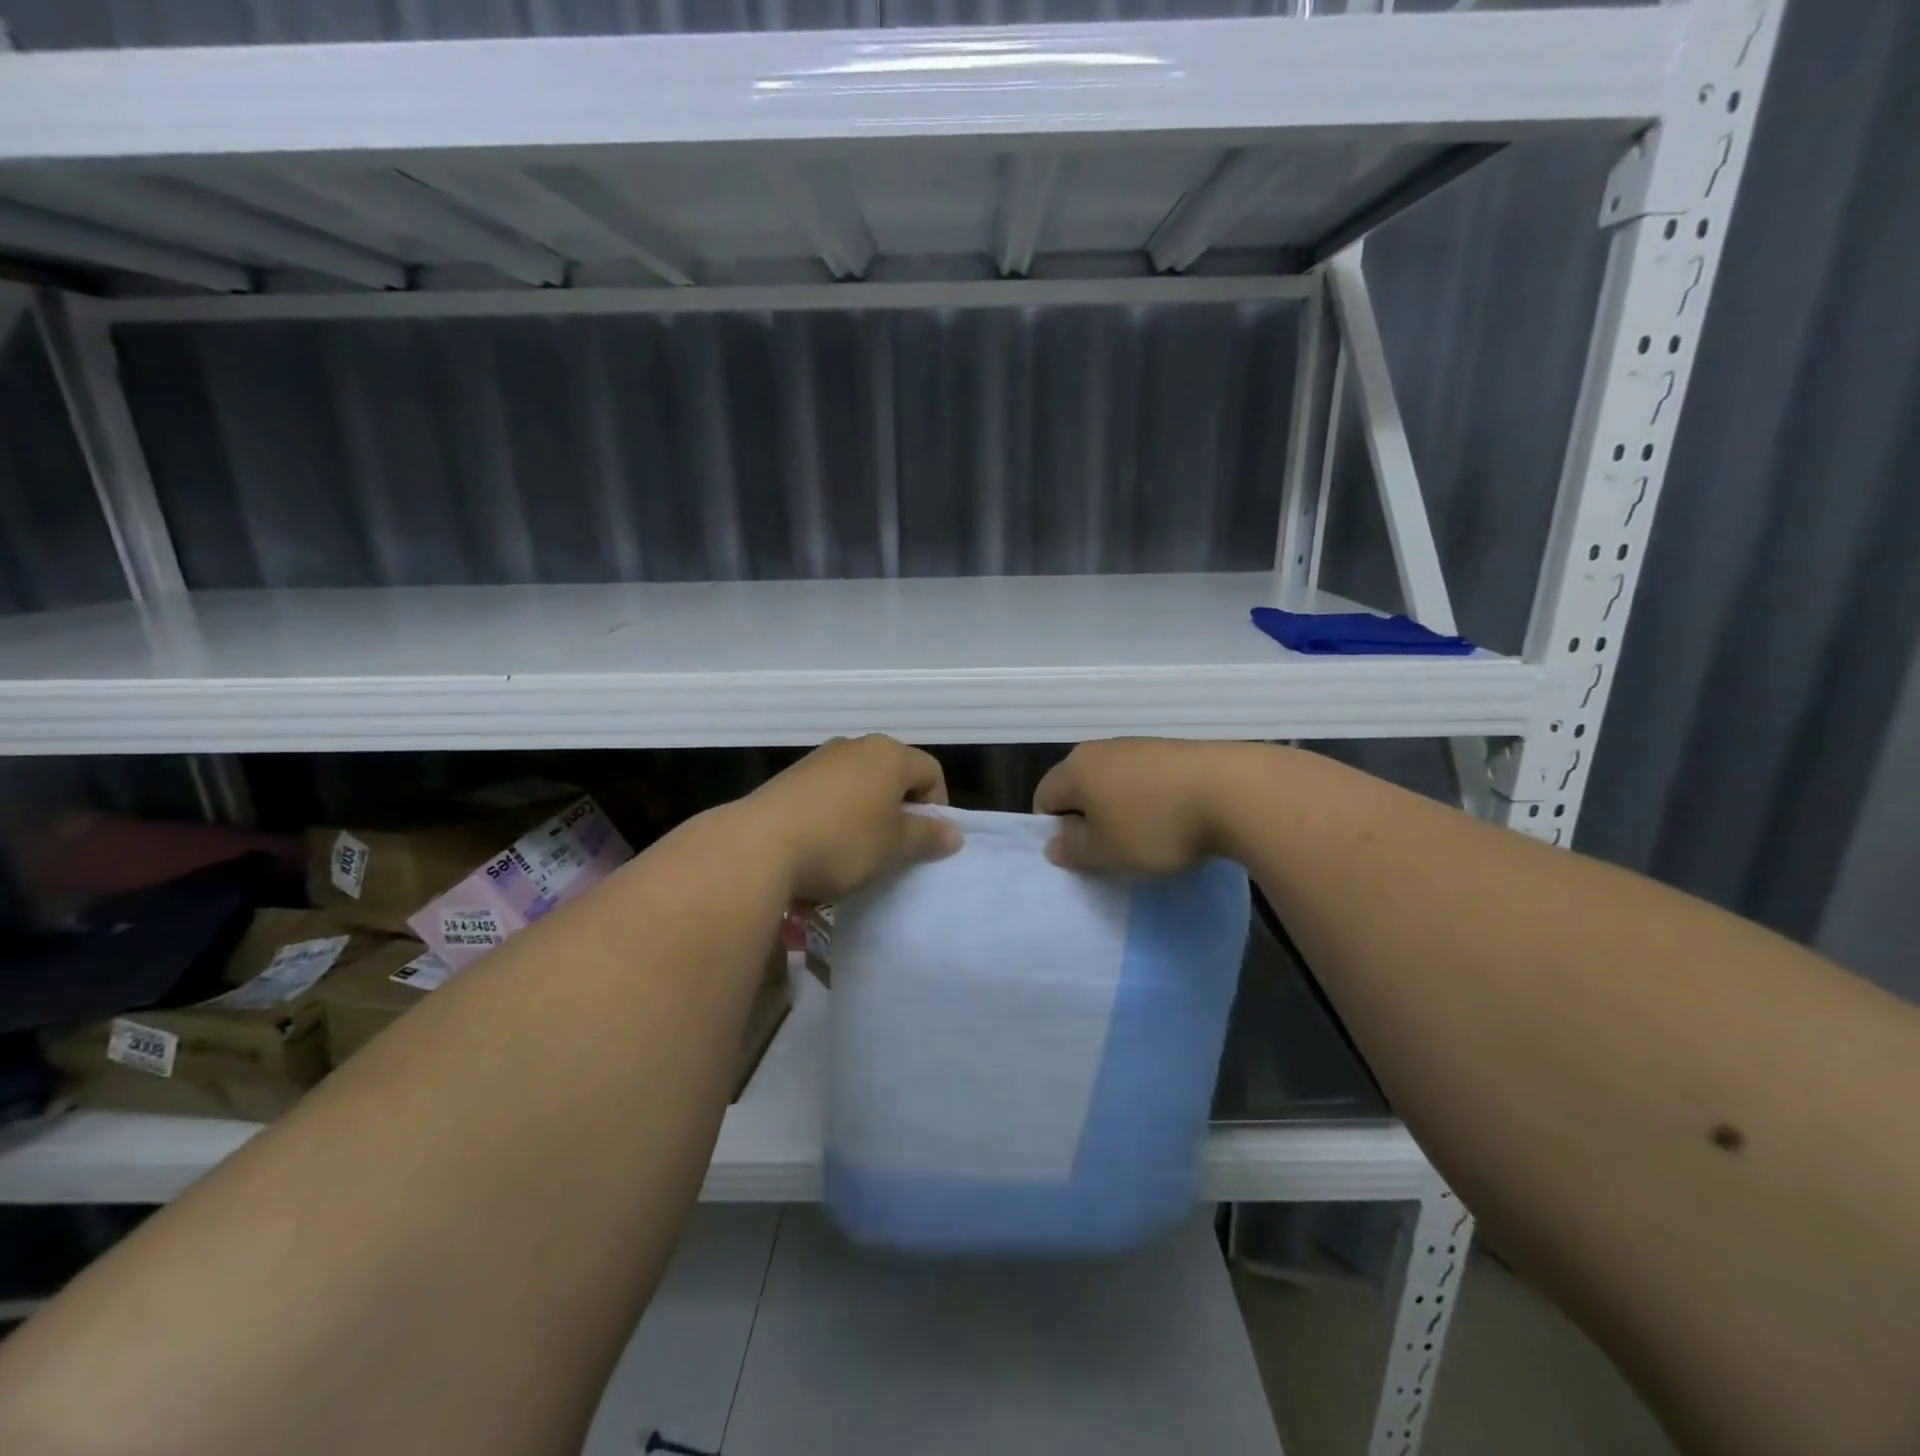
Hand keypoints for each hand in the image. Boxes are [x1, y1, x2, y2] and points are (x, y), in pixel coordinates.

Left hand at [744, 735, 960, 902]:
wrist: (759, 845)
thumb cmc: (842, 841)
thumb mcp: (894, 845)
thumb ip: (928, 836)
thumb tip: (954, 833)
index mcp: (889, 754)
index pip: (931, 771)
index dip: (937, 806)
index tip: (925, 841)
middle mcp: (856, 746)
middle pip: (894, 774)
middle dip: (901, 809)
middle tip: (896, 847)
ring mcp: (819, 759)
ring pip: (860, 784)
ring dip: (867, 813)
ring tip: (858, 850)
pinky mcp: (790, 778)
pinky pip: (829, 793)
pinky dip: (836, 814)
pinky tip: (824, 844)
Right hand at [1033, 738, 1244, 874]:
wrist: (1234, 792)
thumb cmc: (1155, 825)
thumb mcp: (1106, 851)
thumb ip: (1073, 849)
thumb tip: (1053, 843)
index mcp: (1076, 767)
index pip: (1044, 797)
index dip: (1053, 830)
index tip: (1079, 855)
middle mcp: (1102, 748)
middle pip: (1080, 787)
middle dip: (1088, 820)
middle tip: (1110, 852)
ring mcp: (1141, 746)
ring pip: (1115, 783)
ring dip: (1121, 811)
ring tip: (1147, 839)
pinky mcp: (1175, 751)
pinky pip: (1147, 781)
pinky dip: (1151, 802)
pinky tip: (1174, 822)